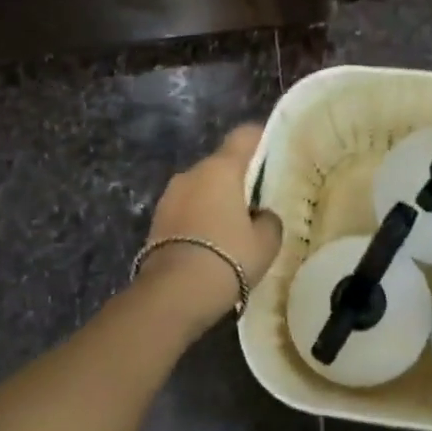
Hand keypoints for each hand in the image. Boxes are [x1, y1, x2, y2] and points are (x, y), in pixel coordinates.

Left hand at [136, 125, 283, 329]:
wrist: (173, 294)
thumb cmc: (228, 257)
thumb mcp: (266, 241)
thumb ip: (269, 219)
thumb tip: (260, 215)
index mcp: (220, 169)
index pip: (244, 136)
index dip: (261, 138)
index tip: (274, 149)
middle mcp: (191, 174)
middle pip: (221, 164)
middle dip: (238, 178)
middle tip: (258, 200)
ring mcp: (169, 196)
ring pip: (201, 188)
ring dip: (216, 200)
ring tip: (234, 228)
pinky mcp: (156, 221)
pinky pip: (187, 210)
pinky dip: (200, 219)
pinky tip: (212, 243)